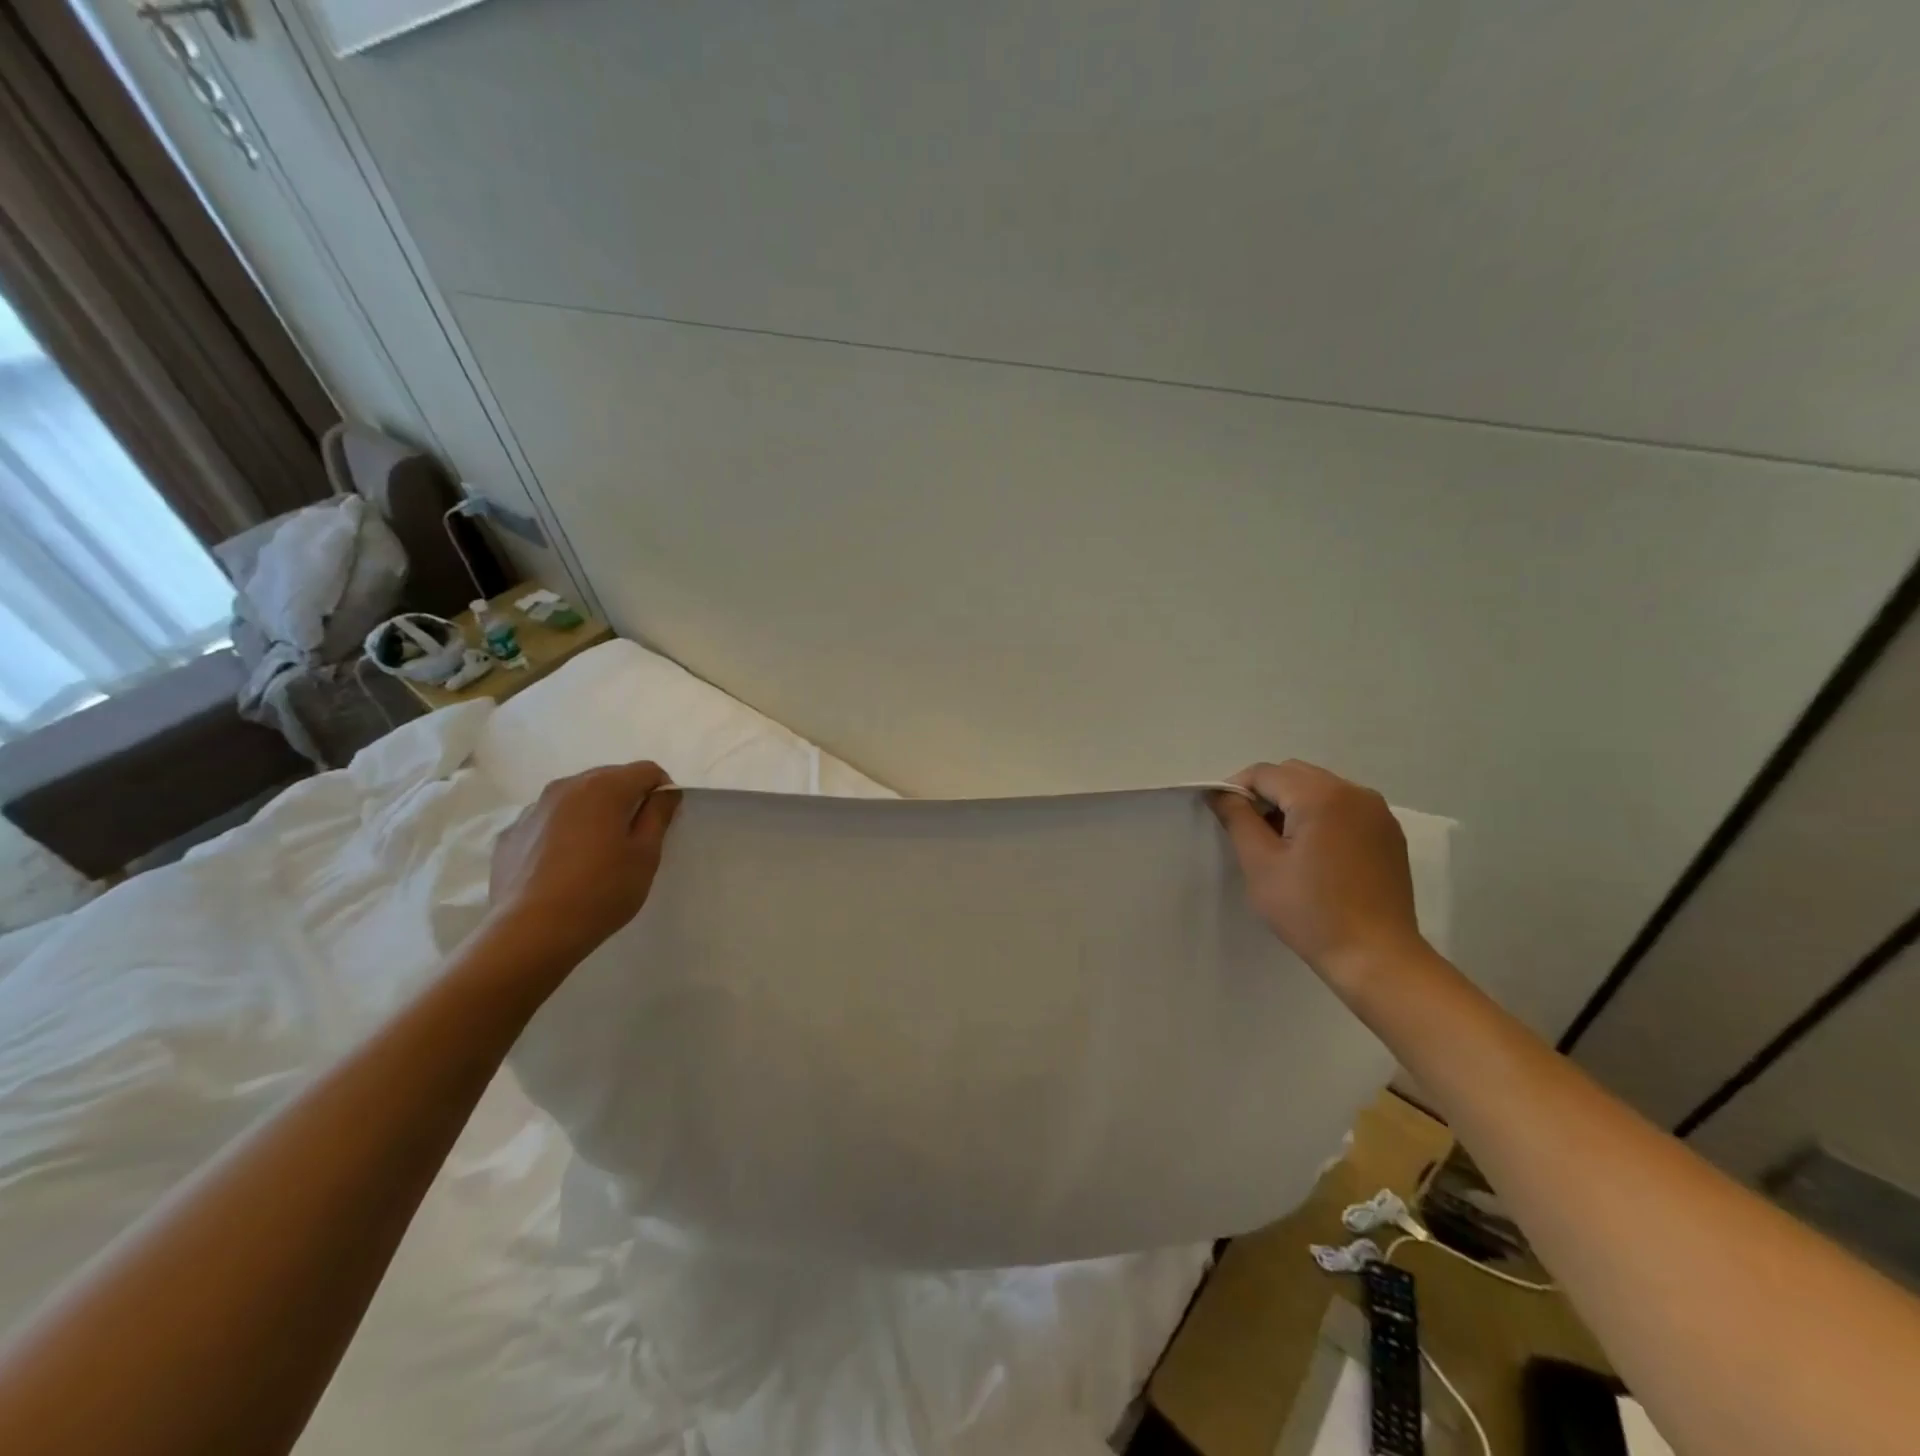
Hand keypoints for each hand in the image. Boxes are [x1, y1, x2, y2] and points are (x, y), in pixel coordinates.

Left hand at [486, 760, 679, 973]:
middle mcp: (566, 786)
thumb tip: (664, 792)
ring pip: (576, 799)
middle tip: (633, 839)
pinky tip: (564, 867)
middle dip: (627, 799)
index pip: (647, 770)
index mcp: (604, 787)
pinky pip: (548, 821)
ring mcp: (532, 809)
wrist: (531, 933)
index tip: (662, 822)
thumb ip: (658, 815)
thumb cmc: (601, 891)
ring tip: (596, 854)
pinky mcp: (511, 835)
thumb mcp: (646, 855)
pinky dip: (563, 832)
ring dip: (593, 814)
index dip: (662, 791)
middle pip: (609, 779)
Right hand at [1210, 760, 1425, 986]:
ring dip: (1294, 804)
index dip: (1237, 790)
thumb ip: (1237, 819)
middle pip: (1294, 774)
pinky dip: (1321, 816)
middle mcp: (1354, 792)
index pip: (1265, 773)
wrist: (1376, 957)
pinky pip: (1344, 807)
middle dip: (1266, 795)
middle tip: (1252, 834)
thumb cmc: (1309, 910)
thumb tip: (1220, 793)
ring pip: (1320, 788)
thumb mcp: (1260, 863)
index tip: (1226, 819)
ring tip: (1283, 846)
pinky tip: (1315, 854)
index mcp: (1321, 795)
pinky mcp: (1388, 833)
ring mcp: (1377, 812)